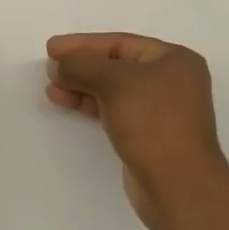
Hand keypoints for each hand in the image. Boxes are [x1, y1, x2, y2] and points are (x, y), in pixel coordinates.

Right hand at [46, 32, 228, 229]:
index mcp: (175, 60)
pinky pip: (115, 109)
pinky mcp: (150, 135)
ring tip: (52, 88)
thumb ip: (81, 65)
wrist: (178, 186)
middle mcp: (172, 81)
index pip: (121, 43)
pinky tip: (68, 103)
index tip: (52, 48)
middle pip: (117, 65)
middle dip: (81, 66)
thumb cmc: (152, 122)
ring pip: (114, 89)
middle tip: (50, 69)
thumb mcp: (114, 82)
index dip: (84, 44)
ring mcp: (162, 110)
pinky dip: (91, 104)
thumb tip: (58, 64)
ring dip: (82, 86)